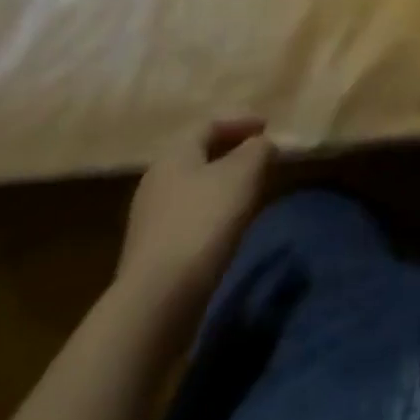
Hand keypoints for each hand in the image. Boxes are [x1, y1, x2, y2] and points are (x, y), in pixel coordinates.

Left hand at [115, 119, 273, 332]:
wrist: (159, 298)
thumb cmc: (204, 220)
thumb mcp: (244, 173)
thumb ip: (258, 149)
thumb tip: (261, 144)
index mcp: (174, 155)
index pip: (209, 124)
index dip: (241, 121)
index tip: (268, 127)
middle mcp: (156, 181)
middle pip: (198, 155)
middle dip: (232, 152)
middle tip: (261, 156)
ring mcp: (151, 218)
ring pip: (194, 187)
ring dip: (223, 183)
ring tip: (251, 190)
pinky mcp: (154, 251)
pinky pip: (190, 215)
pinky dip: (214, 210)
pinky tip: (230, 224)